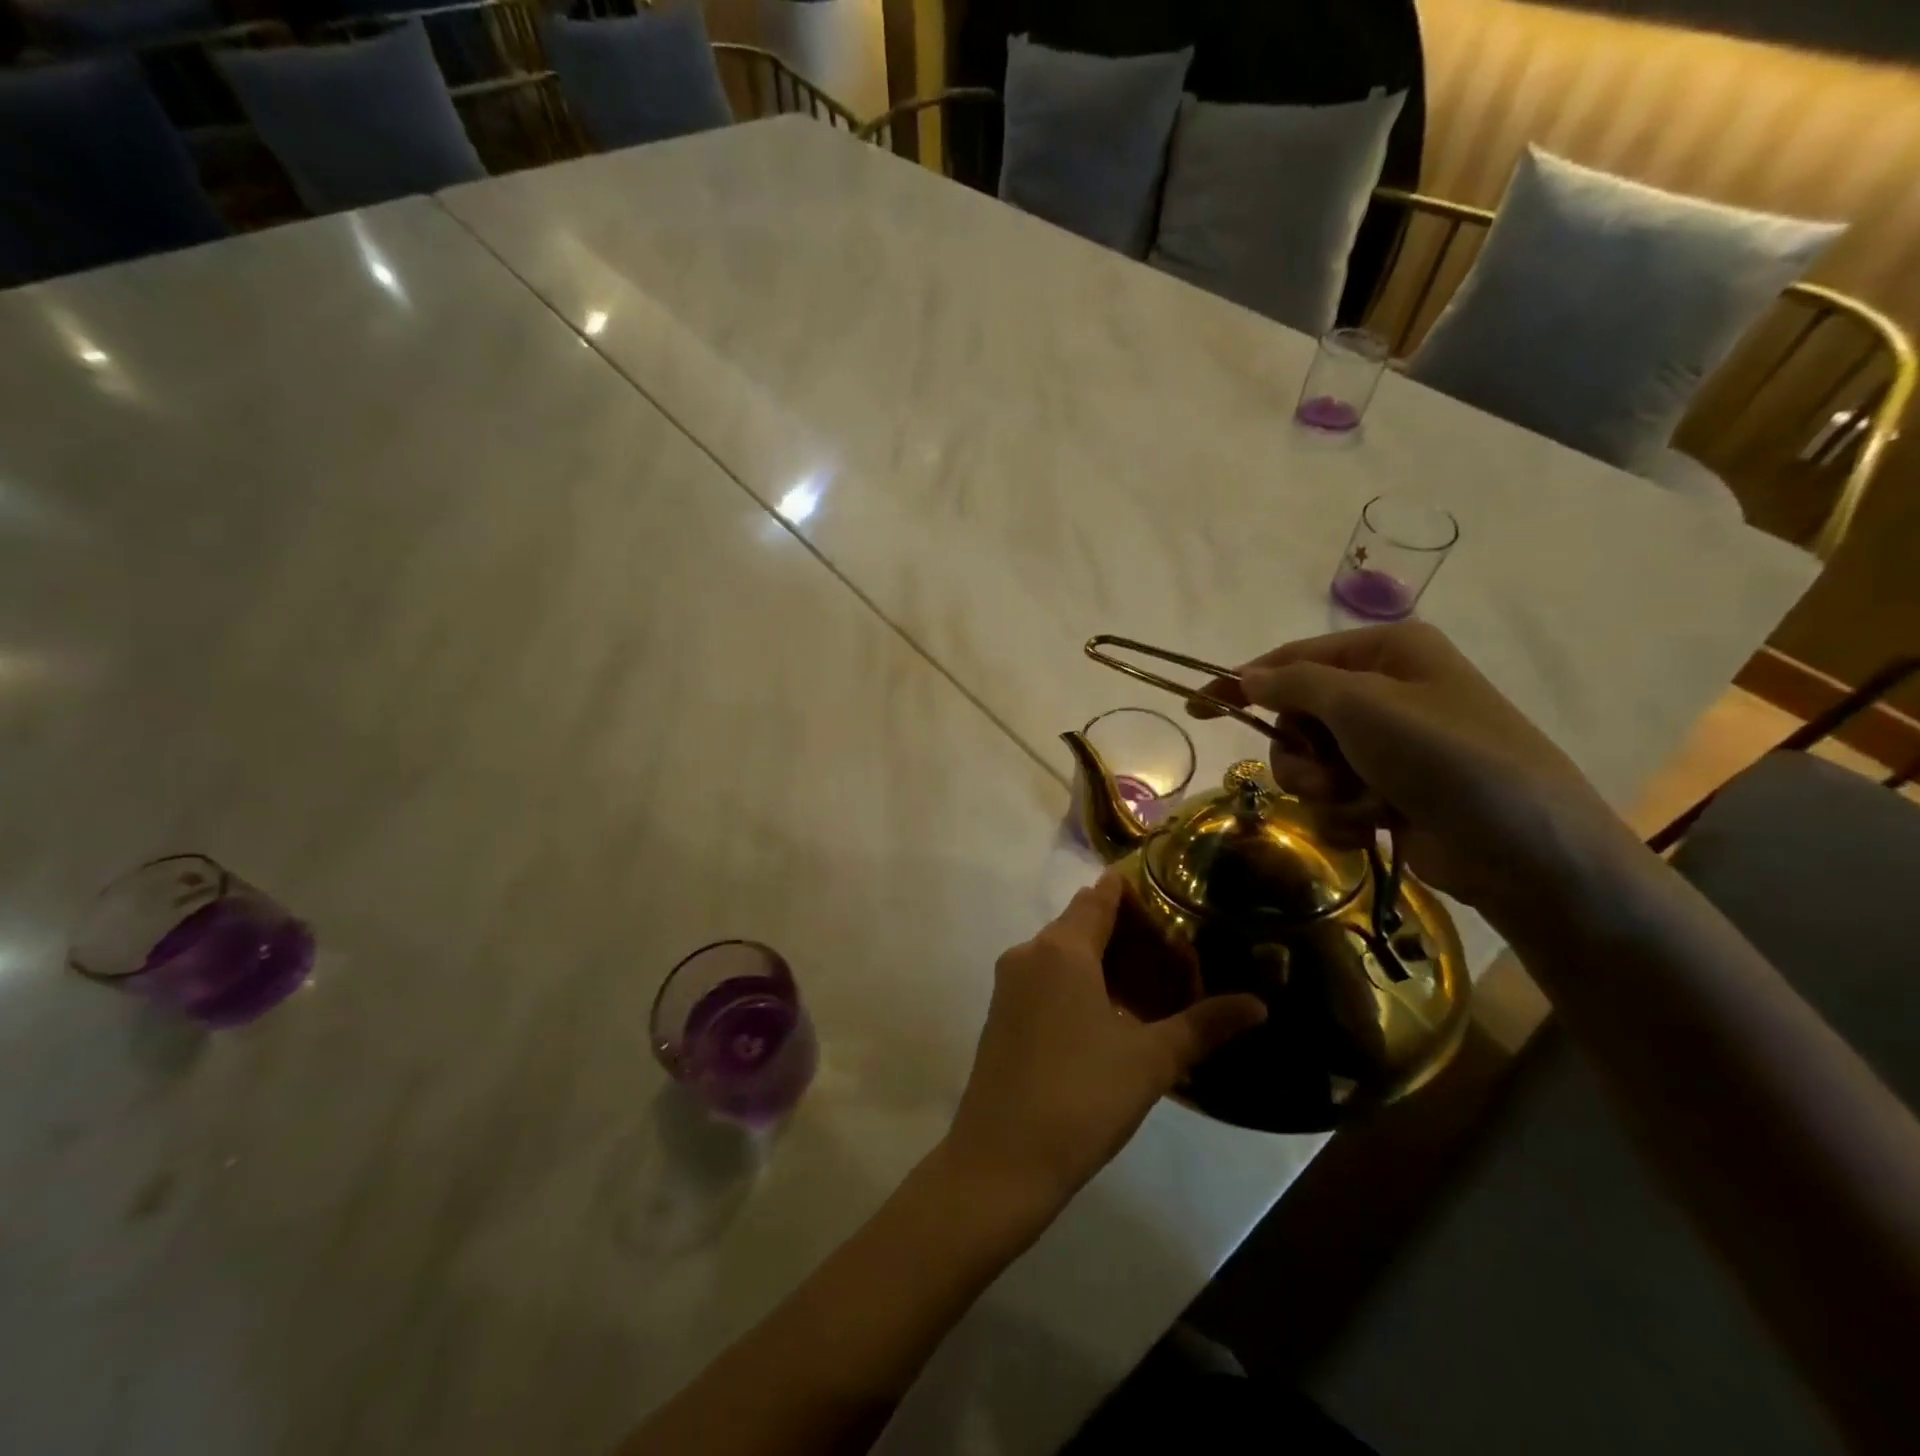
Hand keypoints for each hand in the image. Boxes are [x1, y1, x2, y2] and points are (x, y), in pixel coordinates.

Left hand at [943, 873, 1265, 1216]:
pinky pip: (1045, 978)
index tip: (1169, 898)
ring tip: (1149, 986)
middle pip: (1080, 922)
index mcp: (1061, 948)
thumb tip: (1259, 1005)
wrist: (1001, 1158)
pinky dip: (1077, 982)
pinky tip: (1109, 1015)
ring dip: (1101, 960)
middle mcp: (1029, 953)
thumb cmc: (1081, 1096)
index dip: (1132, 892)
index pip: (1099, 897)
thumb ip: (1204, 1025)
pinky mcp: (1001, 1013)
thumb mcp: (1151, 1060)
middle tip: (1174, 953)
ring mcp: (1009, 984)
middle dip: (1124, 932)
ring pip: (1061, 953)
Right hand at [1188, 621, 1630, 918]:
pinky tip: (1376, 823)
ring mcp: (1390, 747)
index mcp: (1387, 653)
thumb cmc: (1444, 757)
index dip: (1242, 683)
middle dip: (1301, 752)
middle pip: (1296, 718)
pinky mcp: (1391, 793)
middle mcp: (1387, 694)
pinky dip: (1345, 814)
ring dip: (1323, 788)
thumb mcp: (1362, 705)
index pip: (1291, 660)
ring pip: (1309, 764)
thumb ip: (1294, 684)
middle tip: (1327, 771)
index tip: (1197, 707)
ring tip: (1363, 801)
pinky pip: (1333, 798)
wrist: (1525, 850)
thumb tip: (1248, 676)